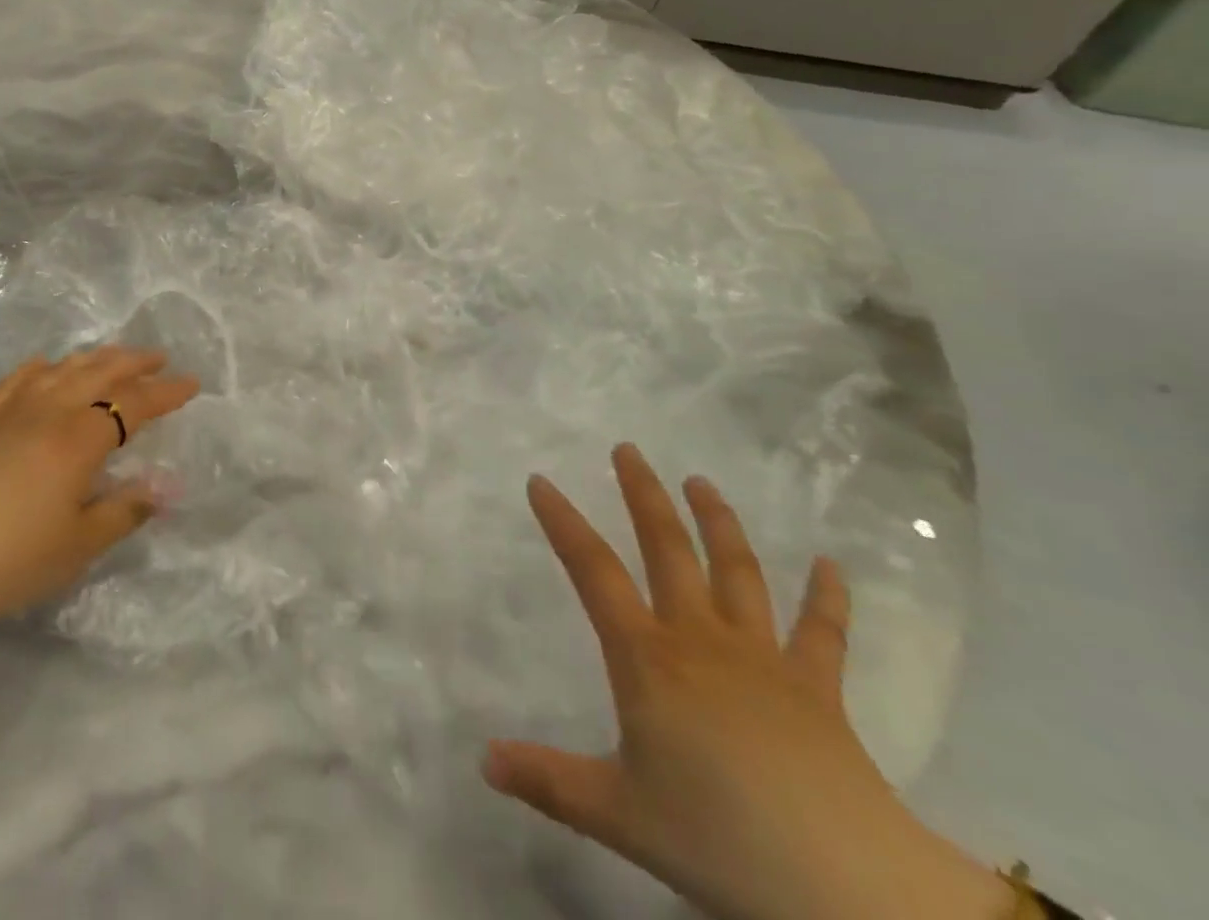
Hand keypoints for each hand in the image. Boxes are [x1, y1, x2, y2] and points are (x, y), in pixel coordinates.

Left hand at [0, 347, 199, 638]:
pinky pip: (15, 381)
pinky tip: (45, 366)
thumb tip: (164, 488)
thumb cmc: (8, 560)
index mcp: (79, 439)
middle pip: (99, 373)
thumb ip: (124, 511)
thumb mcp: (78, 546)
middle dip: (134, 362)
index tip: (193, 384)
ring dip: (94, 358)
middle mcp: (48, 412)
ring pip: (61, 369)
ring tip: (114, 355)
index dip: (167, 392)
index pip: (134, 404)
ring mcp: (9, 412)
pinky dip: (39, 368)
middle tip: (159, 358)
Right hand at [484, 445, 1010, 919]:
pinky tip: (831, 564)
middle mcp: (699, 637)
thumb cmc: (716, 837)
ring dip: (717, 521)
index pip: (592, 570)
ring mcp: (762, 657)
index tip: (540, 480)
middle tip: (629, 449)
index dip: (563, 522)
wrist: (843, 884)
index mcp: (646, 657)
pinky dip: (827, 597)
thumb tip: (484, 761)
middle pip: (667, 548)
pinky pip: (822, 632)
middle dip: (643, 494)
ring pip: (736, 571)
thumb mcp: (616, 814)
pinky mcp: (816, 687)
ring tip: (701, 481)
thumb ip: (547, 781)